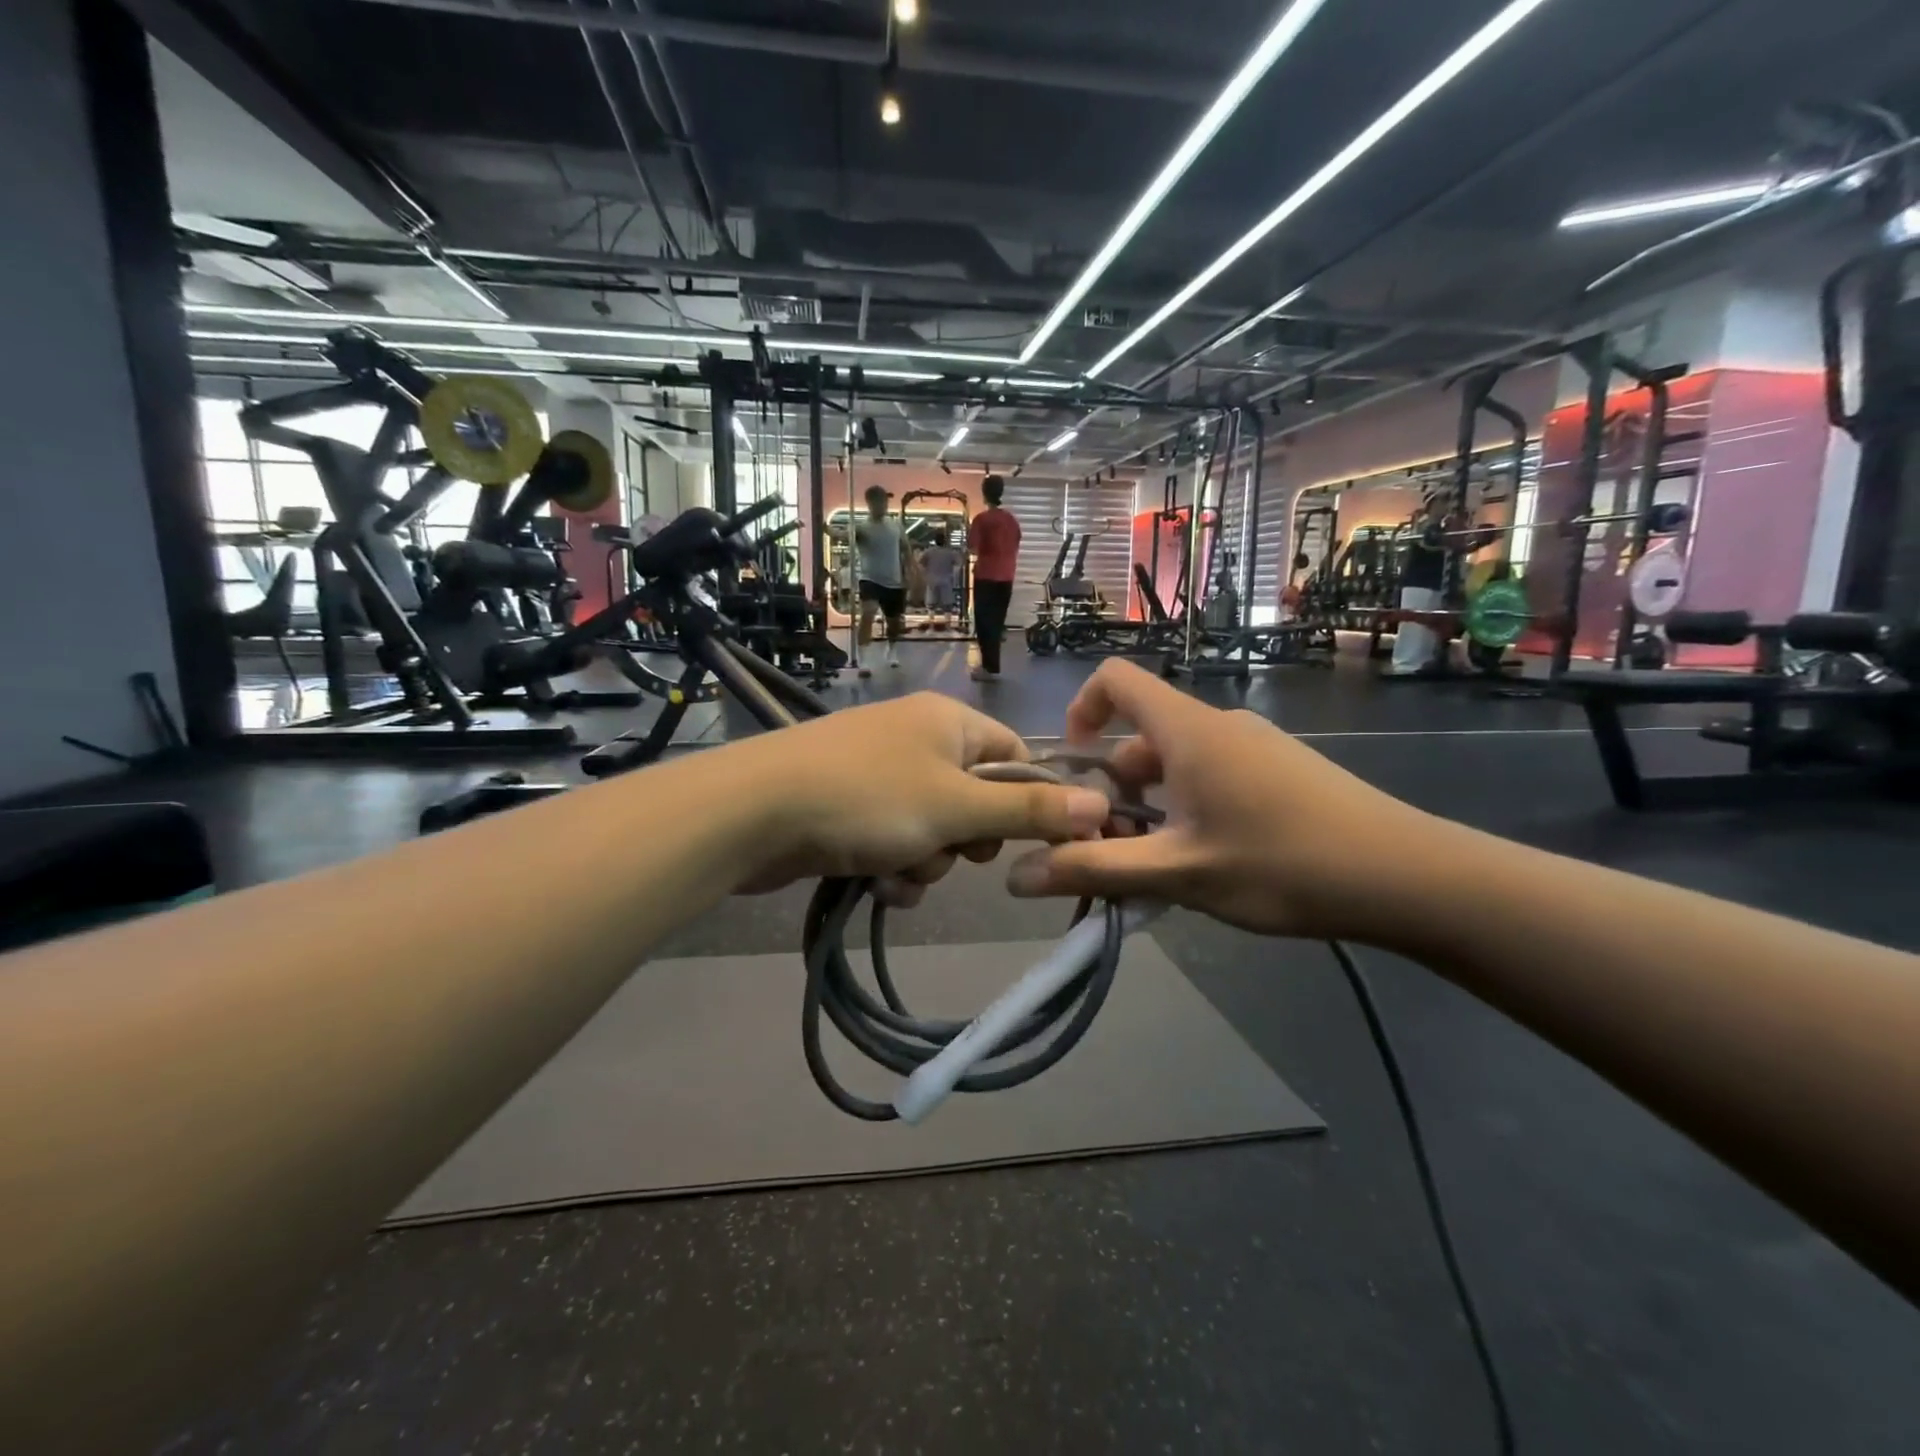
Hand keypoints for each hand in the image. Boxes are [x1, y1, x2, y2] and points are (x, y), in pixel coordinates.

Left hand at [727, 695, 1111, 900]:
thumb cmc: (868, 799)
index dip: (1027, 803)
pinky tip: (875, 883)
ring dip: (927, 862)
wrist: (755, 812)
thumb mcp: (958, 808)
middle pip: (975, 800)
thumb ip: (1029, 812)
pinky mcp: (848, 807)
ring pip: (934, 830)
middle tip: (949, 850)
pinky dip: (893, 867)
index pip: (1016, 758)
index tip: (1028, 843)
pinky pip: (895, 841)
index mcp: (949, 721)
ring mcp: (878, 773)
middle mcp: (917, 739)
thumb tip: (1103, 806)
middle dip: (965, 841)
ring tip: (898, 871)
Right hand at [1004, 660, 1441, 938]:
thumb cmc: (1283, 863)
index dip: (1080, 710)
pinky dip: (1187, 810)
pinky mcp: (1281, 771)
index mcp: (1188, 730)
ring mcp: (1255, 746)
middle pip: (1141, 736)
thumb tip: (1015, 876)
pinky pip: (1212, 776)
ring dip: (1150, 807)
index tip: (1072, 770)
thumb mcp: (1178, 872)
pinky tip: (1205, 864)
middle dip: (1112, 788)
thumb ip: (1095, 870)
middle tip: (1110, 849)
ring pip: (1177, 764)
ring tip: (1155, 868)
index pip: (1115, 679)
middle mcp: (1218, 725)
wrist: (1408, 877)